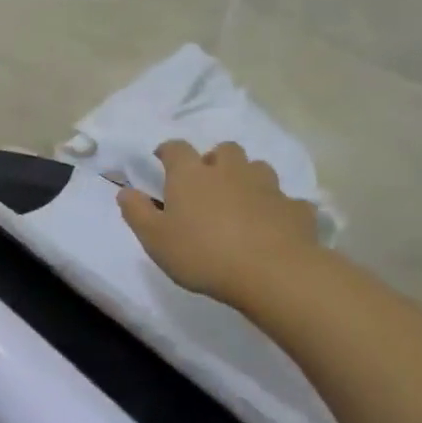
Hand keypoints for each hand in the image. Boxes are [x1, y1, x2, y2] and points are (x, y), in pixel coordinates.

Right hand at [117, 140, 320, 307]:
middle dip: (214, 160)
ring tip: (239, 201)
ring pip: (258, 168)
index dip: (168, 151)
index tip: (162, 159)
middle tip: (206, 182)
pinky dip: (277, 208)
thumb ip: (136, 212)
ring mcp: (268, 187)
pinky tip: (272, 225)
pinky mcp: (297, 209)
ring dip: (247, 178)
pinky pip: (286, 200)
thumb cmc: (202, 254)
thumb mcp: (154, 238)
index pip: (176, 148)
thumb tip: (125, 191)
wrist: (273, 274)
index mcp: (191, 175)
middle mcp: (230, 171)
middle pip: (224, 150)